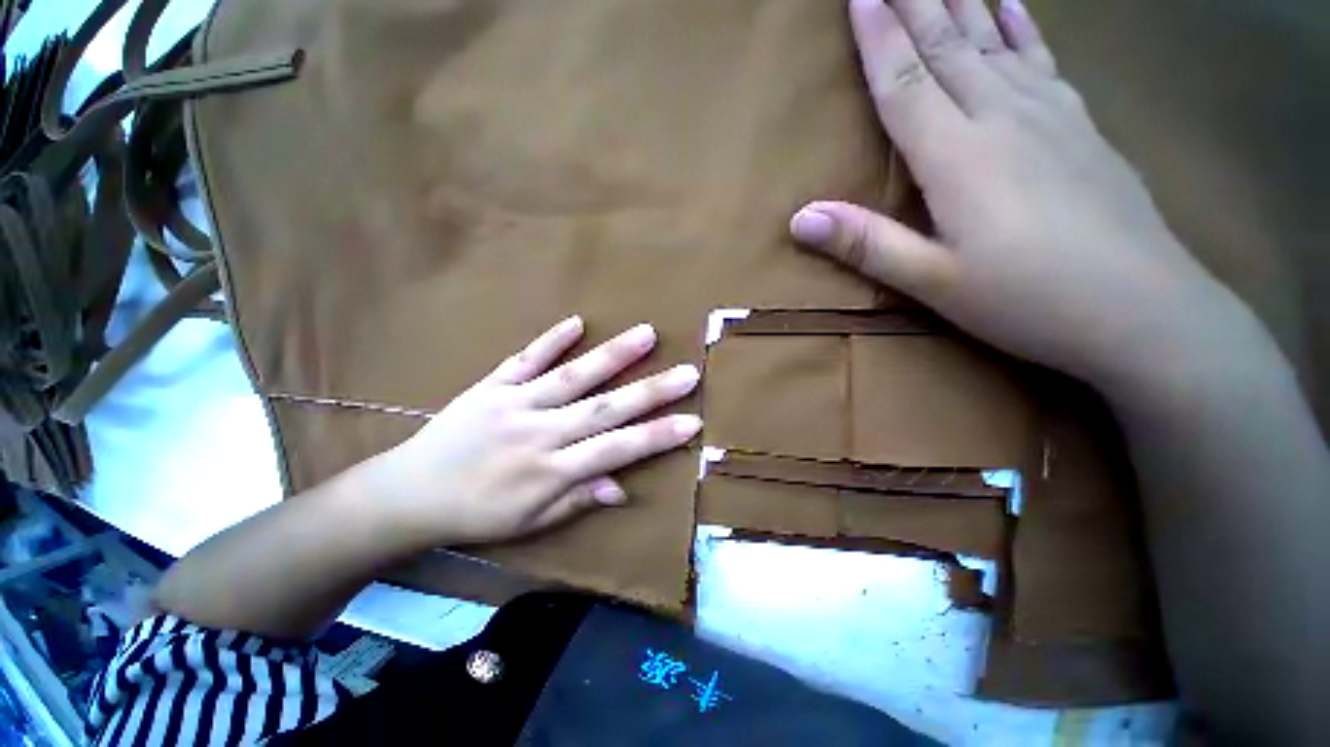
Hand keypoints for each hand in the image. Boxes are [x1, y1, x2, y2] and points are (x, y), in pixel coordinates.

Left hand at [358, 316, 701, 547]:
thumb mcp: (530, 522)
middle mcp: (540, 432)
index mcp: (551, 471)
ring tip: (646, 335)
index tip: (692, 420)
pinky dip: (551, 340)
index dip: (656, 436)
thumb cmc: (477, 514)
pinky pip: (525, 359)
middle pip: (604, 408)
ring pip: (573, 376)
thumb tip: (622, 487)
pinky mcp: (492, 385)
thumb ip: (578, 499)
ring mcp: (515, 403)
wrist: (408, 494)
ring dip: (612, 356)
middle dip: (650, 391)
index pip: (616, 450)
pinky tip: (577, 322)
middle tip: (687, 372)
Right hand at [790, 0, 1242, 386]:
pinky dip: (1021, 26)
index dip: (879, 37)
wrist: (1144, 311)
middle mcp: (1002, 118)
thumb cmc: (1028, 300)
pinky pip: (1042, 60)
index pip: (905, 82)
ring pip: (994, 41)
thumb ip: (866, 244)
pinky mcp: (1081, 128)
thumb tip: (799, 218)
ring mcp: (1049, 116)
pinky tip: (1012, 5)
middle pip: (948, 46)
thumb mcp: (932, 281)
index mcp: (959, 156)